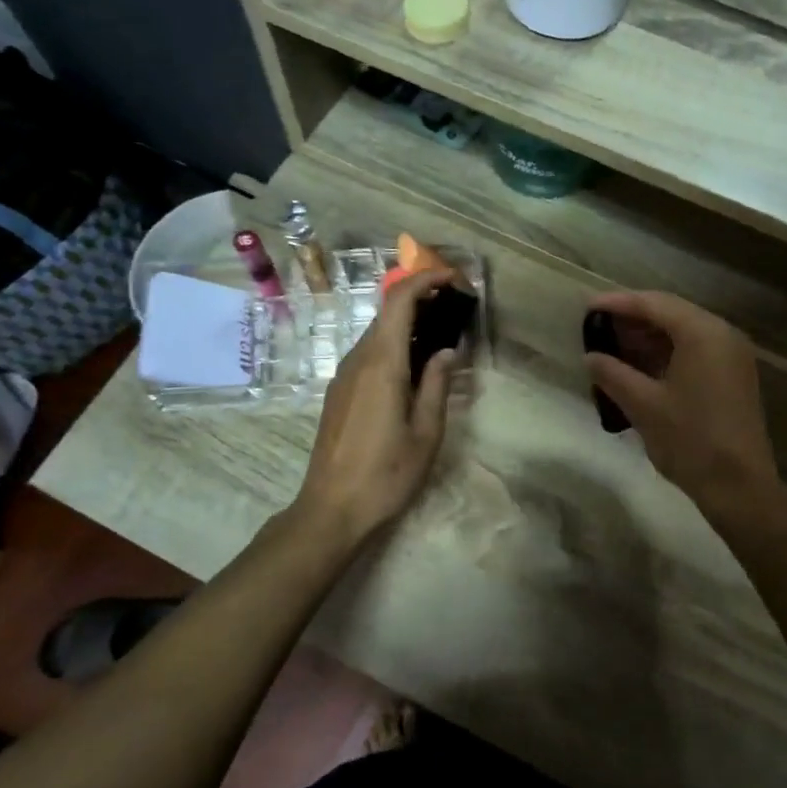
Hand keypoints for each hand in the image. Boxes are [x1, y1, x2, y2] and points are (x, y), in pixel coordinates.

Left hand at [295, 269, 458, 547]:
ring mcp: (343, 375)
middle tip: (455, 307)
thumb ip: (438, 385)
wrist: (331, 508)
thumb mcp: (426, 433)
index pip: (400, 301)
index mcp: (382, 364)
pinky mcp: (338, 391)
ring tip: (440, 335)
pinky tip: (412, 366)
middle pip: (387, 312)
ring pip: (377, 333)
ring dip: (407, 323)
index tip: (454, 279)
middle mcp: (358, 360)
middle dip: (420, 299)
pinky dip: (393, 344)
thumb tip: (448, 351)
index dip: (425, 280)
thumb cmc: (386, 474)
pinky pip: (368, 354)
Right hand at [584, 291, 780, 516]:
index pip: (654, 304)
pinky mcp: (733, 377)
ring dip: (648, 338)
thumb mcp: (643, 405)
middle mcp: (722, 335)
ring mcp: (732, 356)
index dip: (618, 303)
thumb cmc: (689, 440)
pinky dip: (666, 354)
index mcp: (703, 333)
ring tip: (612, 349)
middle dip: (633, 320)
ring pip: (683, 333)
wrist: (739, 486)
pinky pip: (695, 352)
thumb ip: (613, 374)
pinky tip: (639, 368)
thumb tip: (591, 357)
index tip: (587, 308)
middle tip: (597, 329)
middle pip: (671, 314)